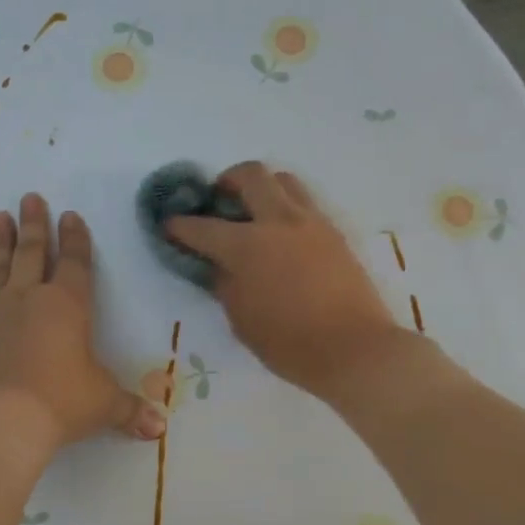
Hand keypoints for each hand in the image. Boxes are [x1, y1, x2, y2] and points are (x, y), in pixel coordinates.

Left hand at [0, 192, 166, 448]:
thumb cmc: (60, 403)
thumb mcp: (103, 405)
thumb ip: (130, 410)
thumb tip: (158, 429)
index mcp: (68, 307)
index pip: (75, 264)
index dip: (75, 240)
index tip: (70, 216)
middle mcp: (30, 300)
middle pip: (33, 253)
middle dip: (34, 225)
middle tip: (30, 197)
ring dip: (0, 243)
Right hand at [166, 162, 401, 396]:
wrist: (354, 349)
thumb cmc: (289, 344)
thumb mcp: (242, 320)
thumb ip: (225, 285)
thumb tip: (219, 266)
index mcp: (248, 246)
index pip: (203, 227)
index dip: (180, 226)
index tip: (169, 225)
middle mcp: (279, 222)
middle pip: (251, 175)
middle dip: (227, 181)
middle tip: (219, 200)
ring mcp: (312, 223)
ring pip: (284, 181)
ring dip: (263, 187)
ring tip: (254, 212)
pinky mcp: (335, 233)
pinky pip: (306, 204)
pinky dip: (287, 208)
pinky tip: (282, 235)